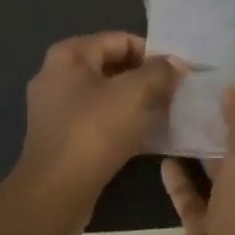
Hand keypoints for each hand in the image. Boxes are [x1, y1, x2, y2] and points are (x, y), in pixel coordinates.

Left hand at [18, 32, 183, 231]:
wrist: (55, 193)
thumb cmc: (94, 132)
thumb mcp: (134, 94)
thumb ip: (159, 72)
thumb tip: (175, 64)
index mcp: (69, 55)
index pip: (121, 40)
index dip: (153, 54)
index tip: (178, 74)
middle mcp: (57, 76)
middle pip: (113, 66)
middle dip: (146, 79)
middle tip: (176, 94)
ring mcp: (57, 109)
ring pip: (107, 96)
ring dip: (137, 103)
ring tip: (167, 114)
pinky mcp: (63, 138)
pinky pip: (100, 120)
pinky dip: (123, 124)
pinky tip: (149, 138)